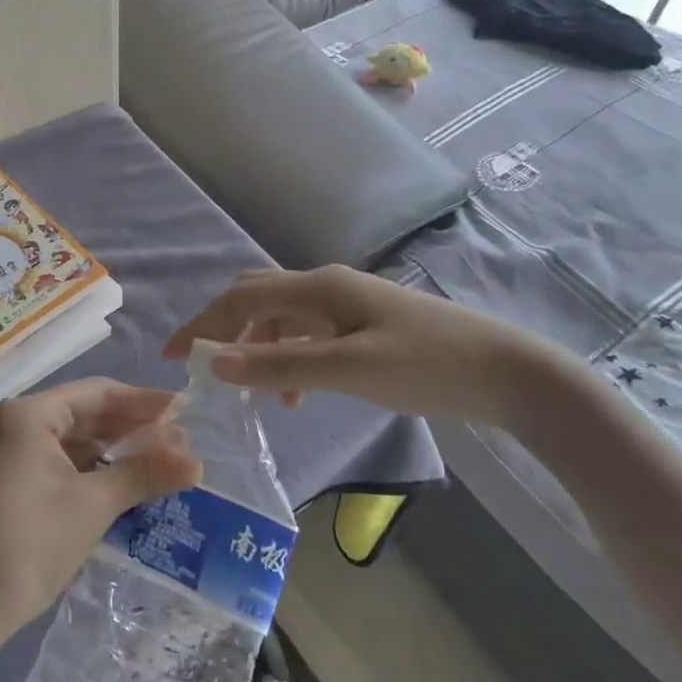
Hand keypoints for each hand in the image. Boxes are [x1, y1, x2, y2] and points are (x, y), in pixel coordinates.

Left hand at [0, 378, 201, 647]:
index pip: (96, 394)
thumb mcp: (91, 507)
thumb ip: (143, 474)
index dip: (143, 401)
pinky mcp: (0, 480)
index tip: (184, 408)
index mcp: (27, 415)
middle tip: (178, 437)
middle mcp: (10, 422)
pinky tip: (117, 477)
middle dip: (130, 426)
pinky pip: (52, 459)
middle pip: (82, 413)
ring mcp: (1, 452)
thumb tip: (197, 461)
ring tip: (156, 458)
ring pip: (68, 438)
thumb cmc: (27, 548)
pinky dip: (86, 466)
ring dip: (110, 448)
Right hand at [165, 265, 578, 431]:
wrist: (510, 374)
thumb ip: (281, 364)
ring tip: (248, 392)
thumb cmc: (429, 366)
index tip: (170, 358)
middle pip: (258, 299)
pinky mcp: (365, 327)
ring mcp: (348, 305)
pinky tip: (295, 393)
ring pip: (283, 319)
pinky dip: (288, 359)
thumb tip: (213, 362)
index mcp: (320, 287)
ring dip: (257, 348)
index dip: (202, 323)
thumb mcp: (350, 369)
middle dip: (223, 330)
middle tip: (199, 368)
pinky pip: (310, 335)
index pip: (242, 297)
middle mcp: (327, 287)